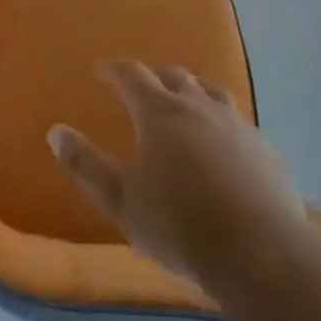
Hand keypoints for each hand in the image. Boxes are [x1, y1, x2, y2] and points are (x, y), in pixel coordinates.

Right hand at [48, 62, 304, 284]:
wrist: (258, 251)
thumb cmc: (178, 224)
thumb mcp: (120, 200)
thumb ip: (85, 164)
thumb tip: (56, 132)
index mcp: (160, 113)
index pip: (132, 75)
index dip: (114, 70)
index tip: (102, 70)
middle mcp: (199, 106)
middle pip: (174, 76)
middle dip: (154, 76)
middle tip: (142, 86)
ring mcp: (237, 124)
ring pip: (211, 92)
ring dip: (192, 90)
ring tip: (185, 102)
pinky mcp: (264, 146)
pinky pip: (237, 121)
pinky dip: (221, 121)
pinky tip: (222, 142)